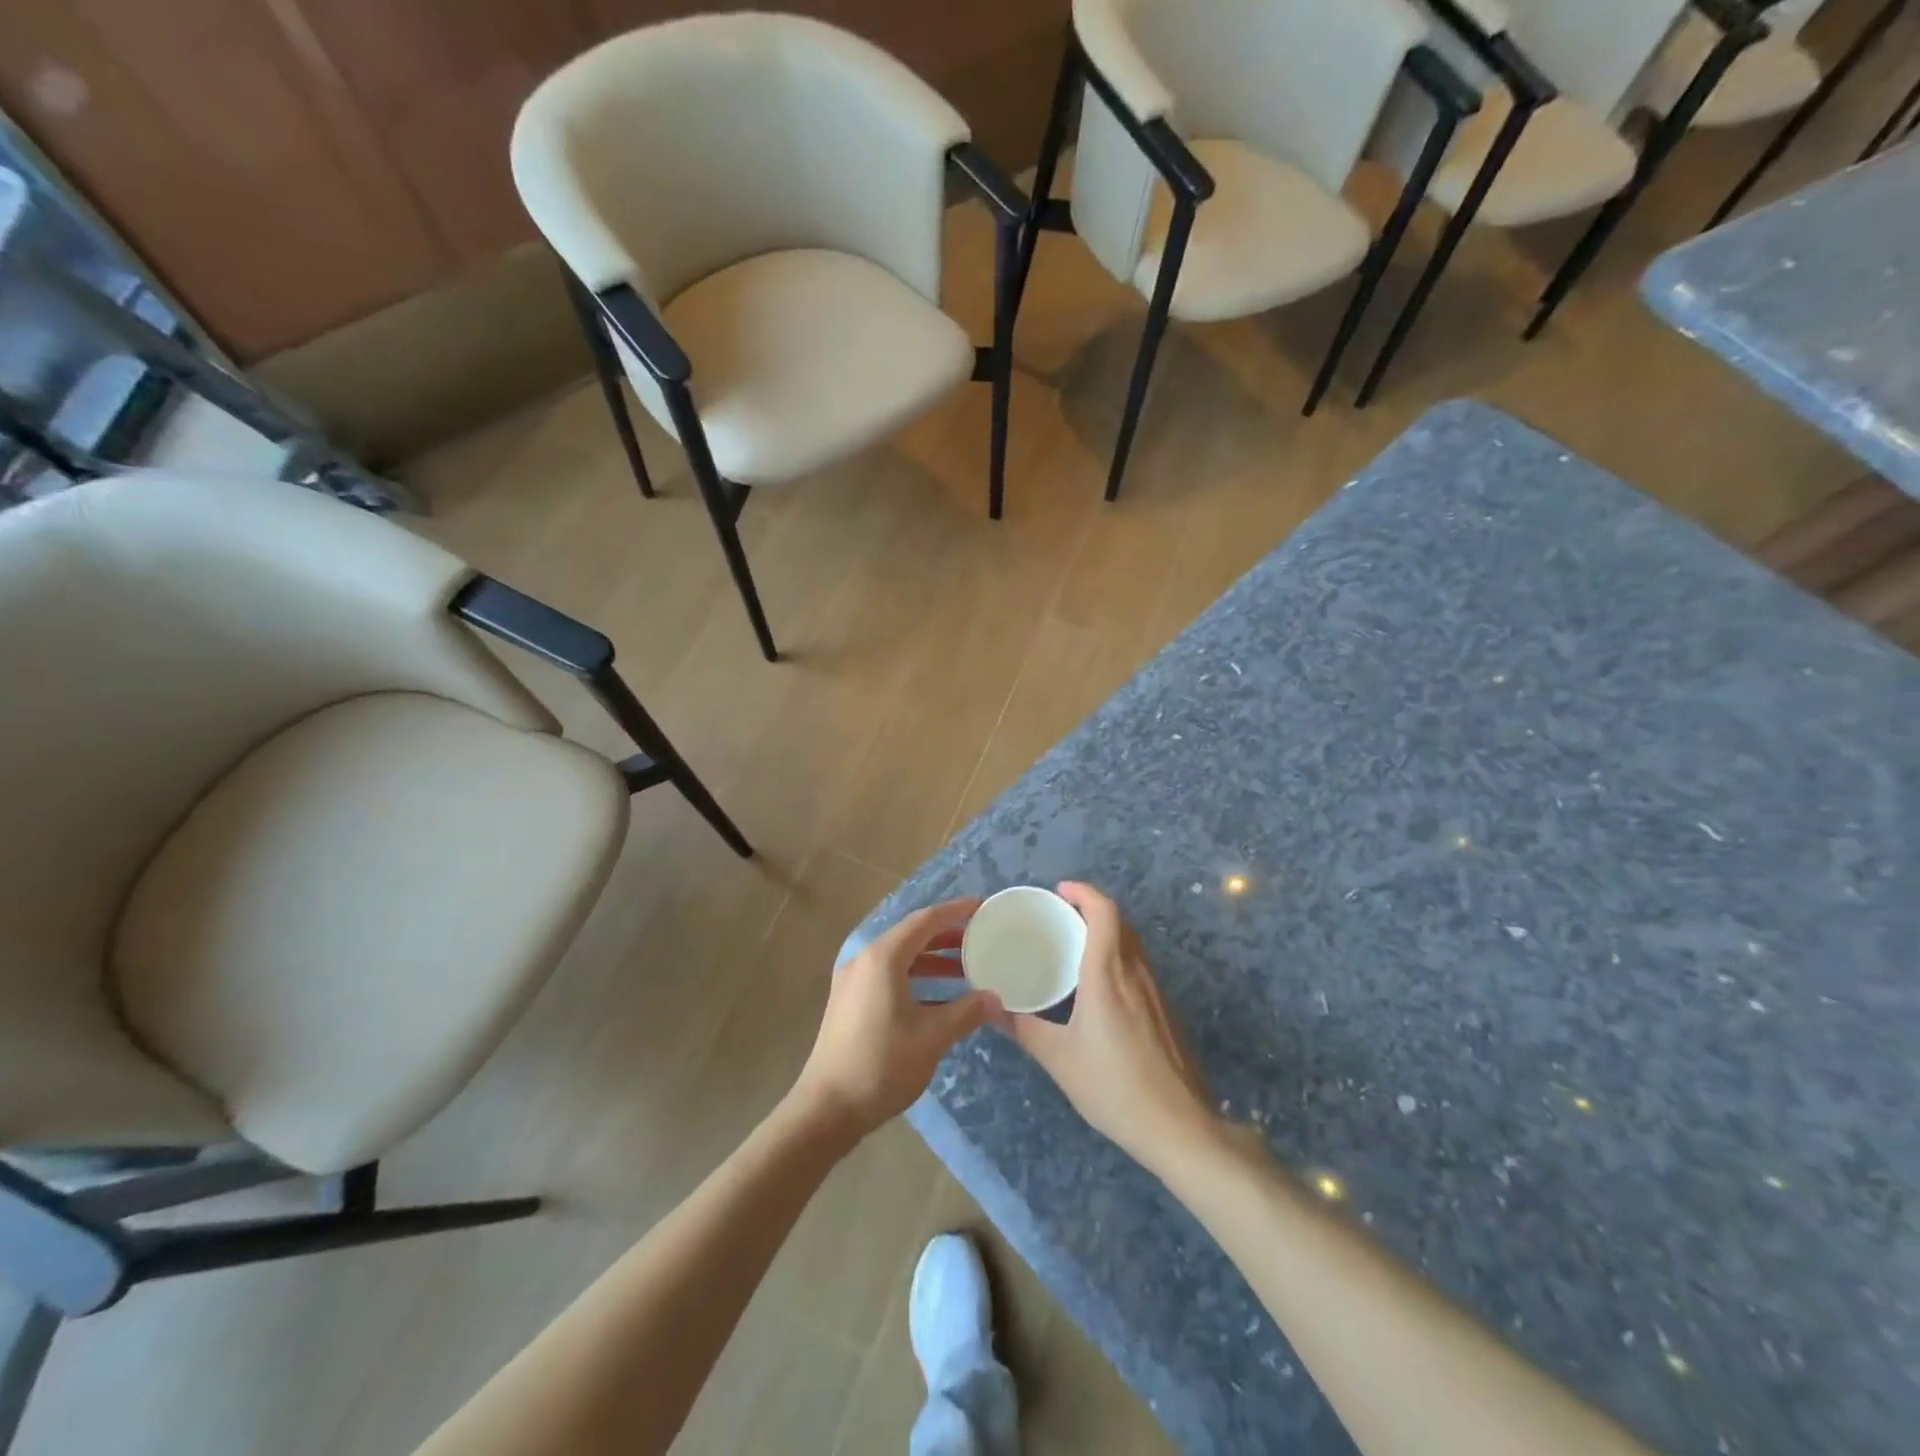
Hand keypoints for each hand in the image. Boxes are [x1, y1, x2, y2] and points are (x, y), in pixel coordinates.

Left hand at [793, 899, 1006, 1140]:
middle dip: (946, 936)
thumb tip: (996, 999)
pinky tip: (939, 998)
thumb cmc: (882, 1064)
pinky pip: (888, 976)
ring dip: (932, 961)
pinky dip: (916, 979)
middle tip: (979, 939)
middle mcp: (864, 960)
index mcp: (882, 958)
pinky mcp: (849, 1003)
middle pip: (911, 936)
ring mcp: (853, 982)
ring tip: (966, 970)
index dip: (954, 911)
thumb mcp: (932, 1037)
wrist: (827, 1108)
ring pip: (900, 959)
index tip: (980, 906)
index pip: (925, 921)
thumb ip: (966, 1012)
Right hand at [1010, 883, 1219, 1179]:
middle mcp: (1135, 973)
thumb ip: (1023, 1028)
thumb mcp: (1059, 1059)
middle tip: (1061, 915)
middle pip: (1120, 922)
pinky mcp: (1166, 1011)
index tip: (1060, 890)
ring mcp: (1156, 992)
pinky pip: (1139, 966)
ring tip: (1076, 943)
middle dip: (1091, 908)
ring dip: (1107, 931)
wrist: (1179, 1127)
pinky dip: (1118, 955)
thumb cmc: (1113, 1087)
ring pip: (1133, 944)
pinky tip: (1101, 984)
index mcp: (1108, 975)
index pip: (1104, 912)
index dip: (1084, 892)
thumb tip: (990, 1007)